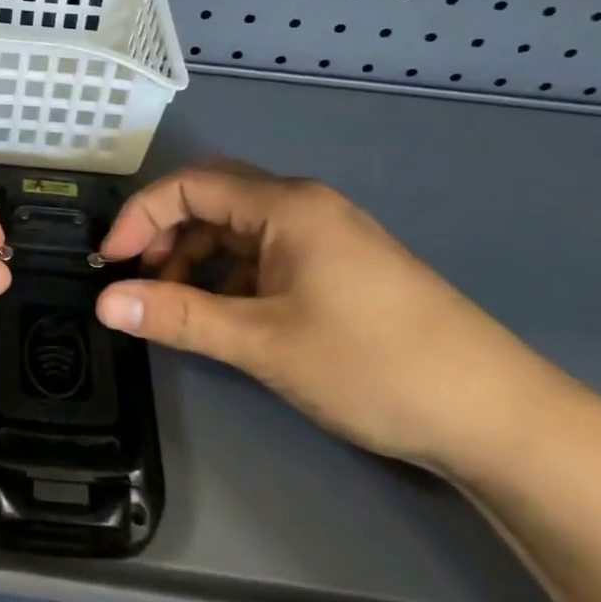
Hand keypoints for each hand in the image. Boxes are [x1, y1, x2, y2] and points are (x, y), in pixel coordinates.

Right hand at [93, 161, 564, 473]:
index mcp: (286, 206)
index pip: (190, 186)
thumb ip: (178, 316)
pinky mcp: (340, 267)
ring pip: (239, 230)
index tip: (110, 264)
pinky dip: (231, 276)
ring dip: (197, 259)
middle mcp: (305, 207)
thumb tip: (104, 304)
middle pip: (213, 200)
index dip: (140, 217)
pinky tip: (224, 314)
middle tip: (136, 281)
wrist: (495, 416)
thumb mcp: (262, 342)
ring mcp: (327, 236)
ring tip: (175, 306)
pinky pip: (266, 254)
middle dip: (165, 234)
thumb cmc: (372, 365)